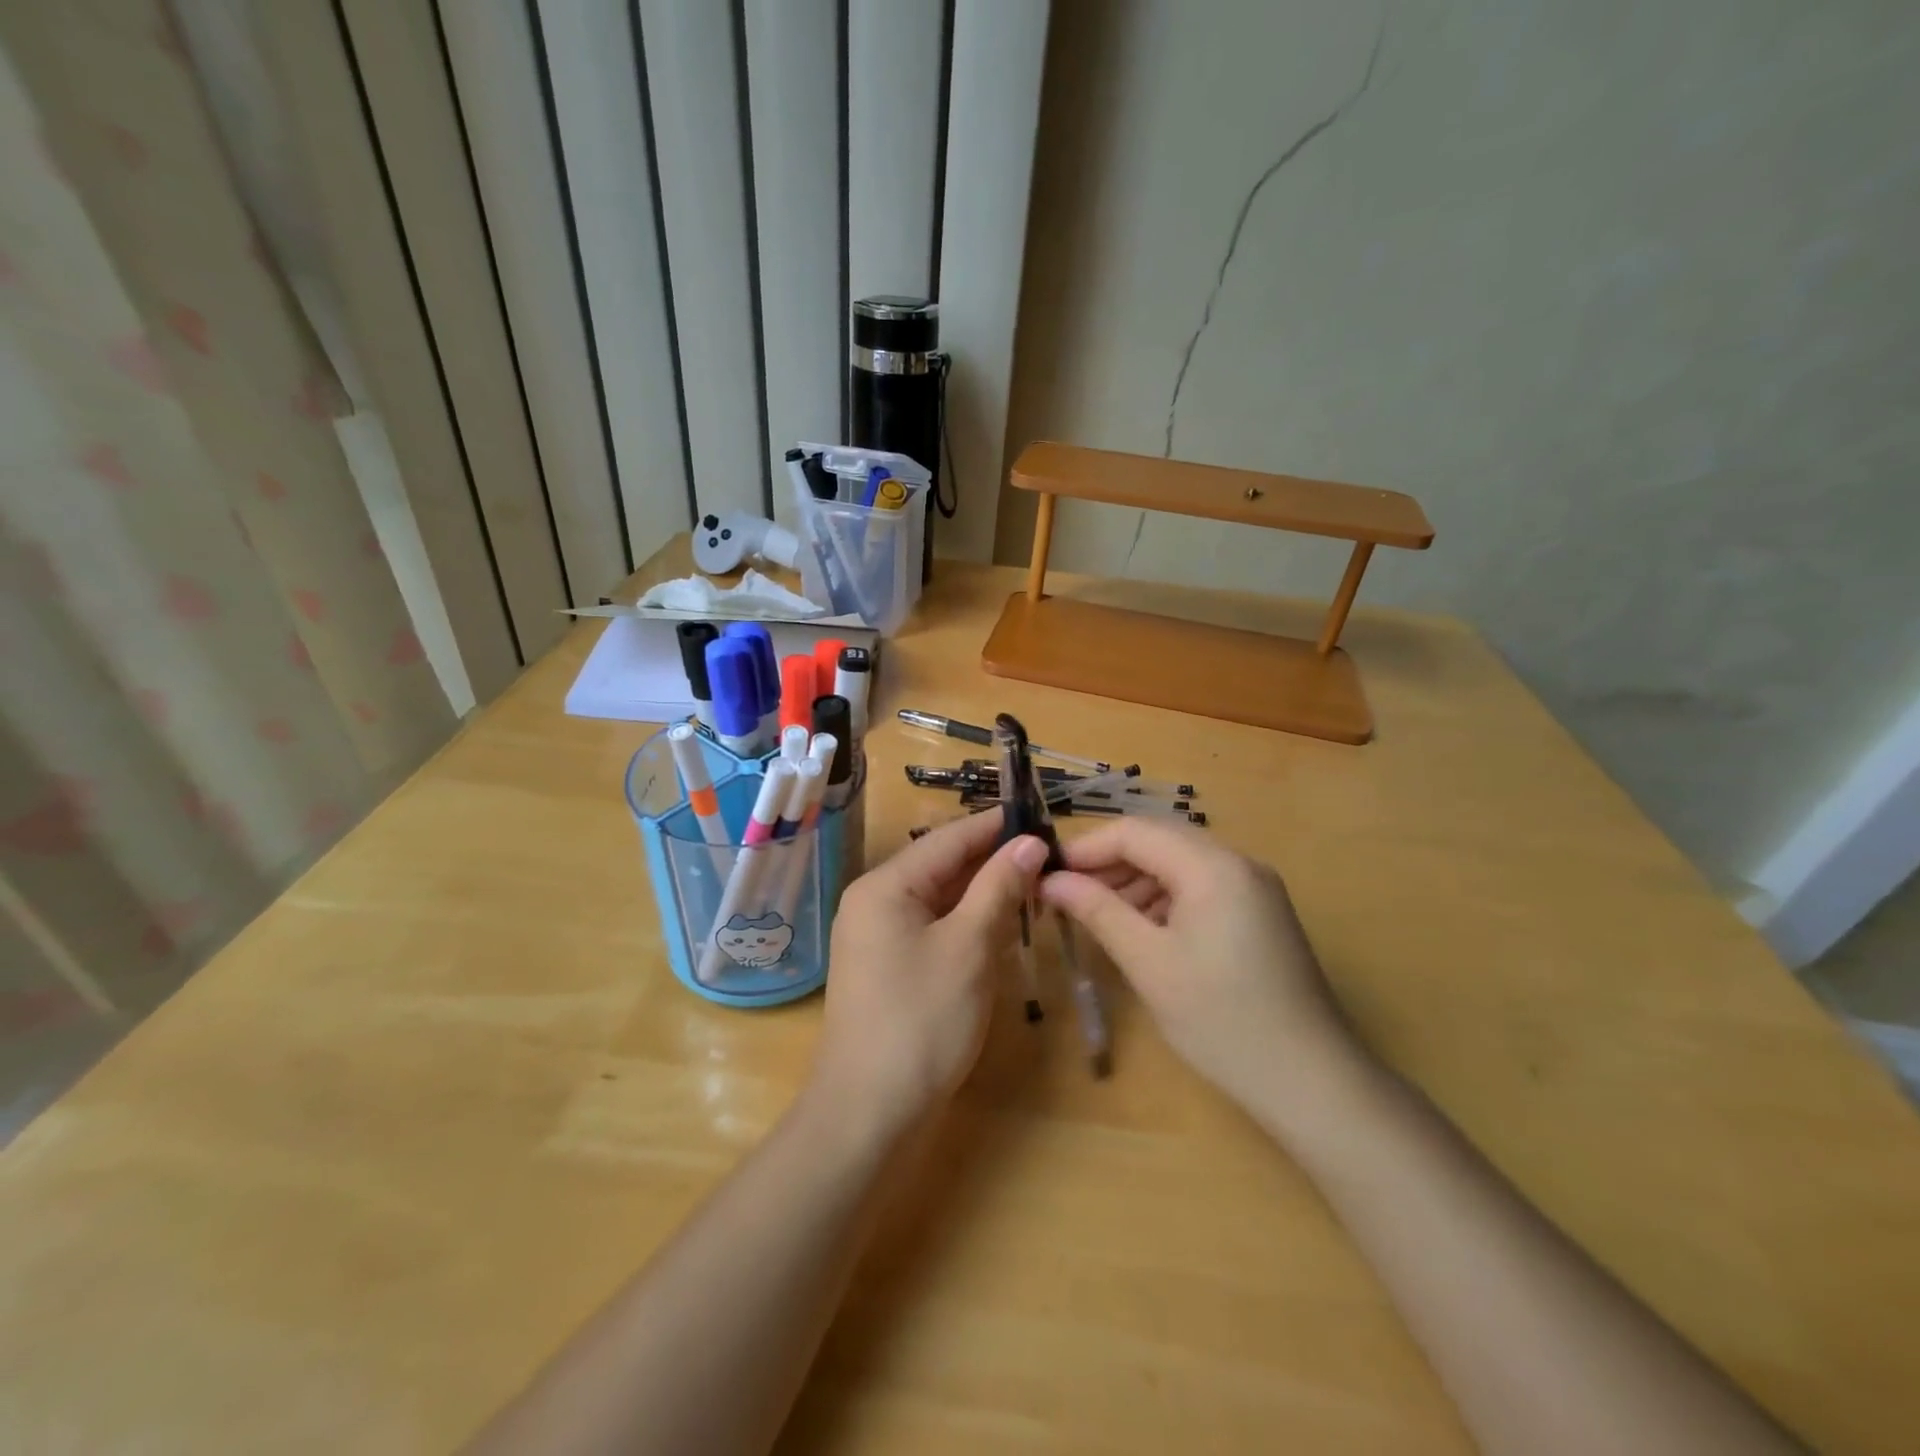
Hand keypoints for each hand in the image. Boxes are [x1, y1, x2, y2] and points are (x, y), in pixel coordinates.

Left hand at [812, 809, 1047, 1132]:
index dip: (995, 826)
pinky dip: (966, 921)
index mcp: (885, 886)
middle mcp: (874, 901)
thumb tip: (1030, 842)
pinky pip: (932, 927)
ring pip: (939, 898)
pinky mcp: (888, 966)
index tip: (1040, 816)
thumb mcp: (968, 948)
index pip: (948, 839)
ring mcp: (877, 936)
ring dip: (983, 891)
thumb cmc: (922, 1021)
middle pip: (941, 865)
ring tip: (1035, 882)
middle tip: (1048, 853)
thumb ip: (998, 888)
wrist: (869, 1113)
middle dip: (993, 859)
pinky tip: (1001, 923)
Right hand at [1038, 819, 1363, 1115]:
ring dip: (1134, 881)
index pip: (1135, 832)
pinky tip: (1141, 930)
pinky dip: (1163, 899)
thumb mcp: (1149, 963)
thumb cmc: (1221, 1020)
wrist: (1312, 1082)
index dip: (1086, 848)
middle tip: (1066, 895)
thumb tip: (1052, 879)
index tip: (1046, 873)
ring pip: (1179, 864)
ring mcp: (1254, 887)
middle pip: (1158, 841)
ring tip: (1096, 916)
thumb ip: (1098, 911)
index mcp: (1213, 866)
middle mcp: (1238, 863)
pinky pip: (1201, 887)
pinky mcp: (1260, 913)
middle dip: (1108, 863)